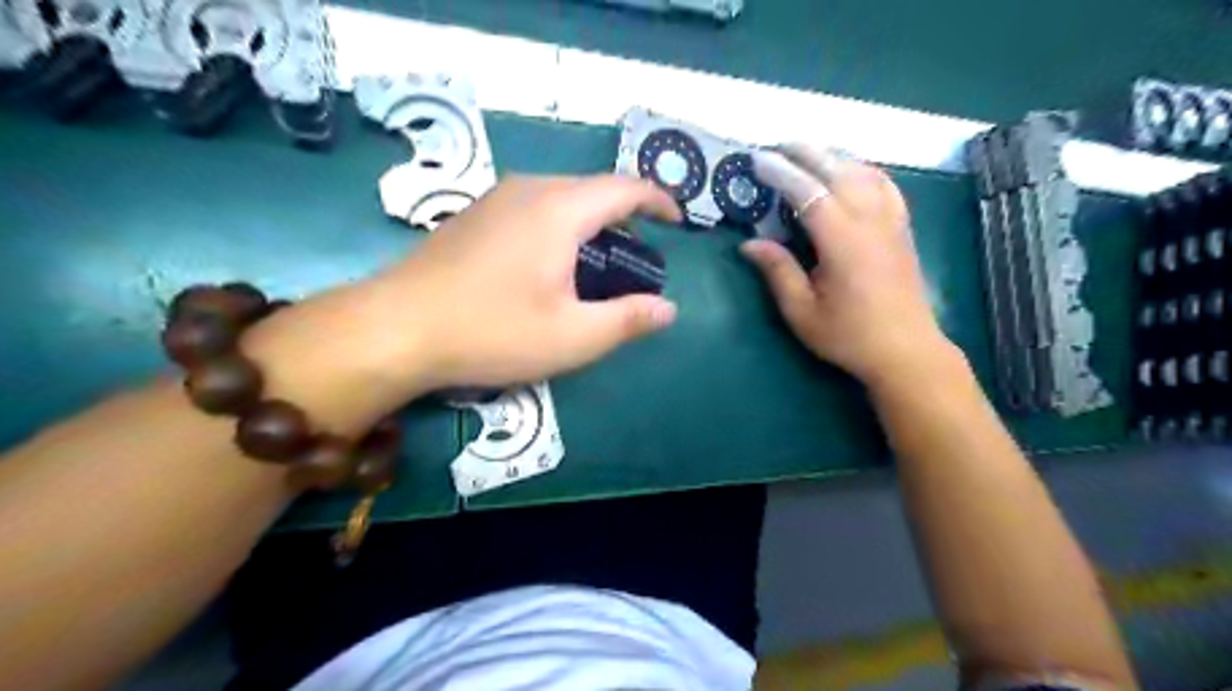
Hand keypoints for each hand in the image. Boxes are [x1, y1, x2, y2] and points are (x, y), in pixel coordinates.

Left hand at [375, 177, 683, 389]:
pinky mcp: (474, 215)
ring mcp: (495, 199)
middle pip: (592, 189)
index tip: (676, 223)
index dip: (658, 200)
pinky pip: (533, 207)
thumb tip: (668, 309)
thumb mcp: (572, 337)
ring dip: (590, 223)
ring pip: (560, 197)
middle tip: (636, 258)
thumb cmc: (491, 332)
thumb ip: (627, 319)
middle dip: (624, 217)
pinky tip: (549, 265)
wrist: (395, 328)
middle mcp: (529, 190)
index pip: (624, 187)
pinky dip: (559, 226)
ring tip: (597, 264)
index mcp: (559, 210)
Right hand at [734, 144, 957, 388]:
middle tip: (777, 146)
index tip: (757, 160)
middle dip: (806, 152)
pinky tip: (851, 171)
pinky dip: (863, 169)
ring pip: (864, 171)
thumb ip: (778, 272)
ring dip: (834, 156)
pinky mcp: (902, 228)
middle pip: (838, 170)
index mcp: (843, 241)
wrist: (906, 351)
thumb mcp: (802, 312)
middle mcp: (870, 220)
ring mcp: (892, 221)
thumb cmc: (849, 336)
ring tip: (807, 153)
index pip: (808, 192)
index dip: (781, 173)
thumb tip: (749, 244)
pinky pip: (885, 184)